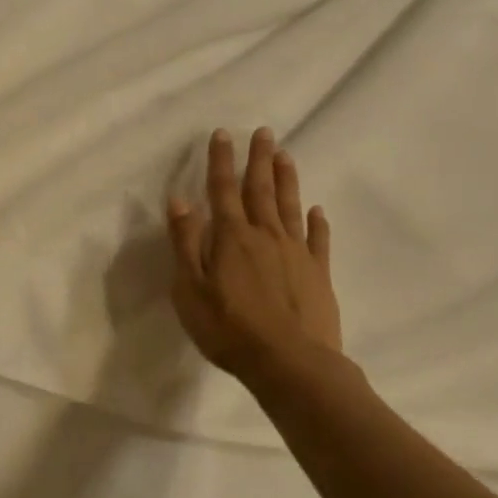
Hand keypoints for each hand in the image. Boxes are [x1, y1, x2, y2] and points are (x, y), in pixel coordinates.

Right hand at [167, 128, 342, 387]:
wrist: (292, 366)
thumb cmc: (230, 329)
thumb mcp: (190, 289)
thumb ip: (185, 242)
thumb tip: (180, 200)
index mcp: (231, 236)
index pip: (222, 189)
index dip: (221, 160)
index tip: (222, 133)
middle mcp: (264, 235)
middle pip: (260, 189)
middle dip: (259, 159)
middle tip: (264, 132)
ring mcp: (296, 253)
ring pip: (289, 207)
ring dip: (286, 180)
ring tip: (285, 155)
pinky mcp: (318, 275)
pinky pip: (318, 240)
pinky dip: (317, 222)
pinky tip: (317, 210)